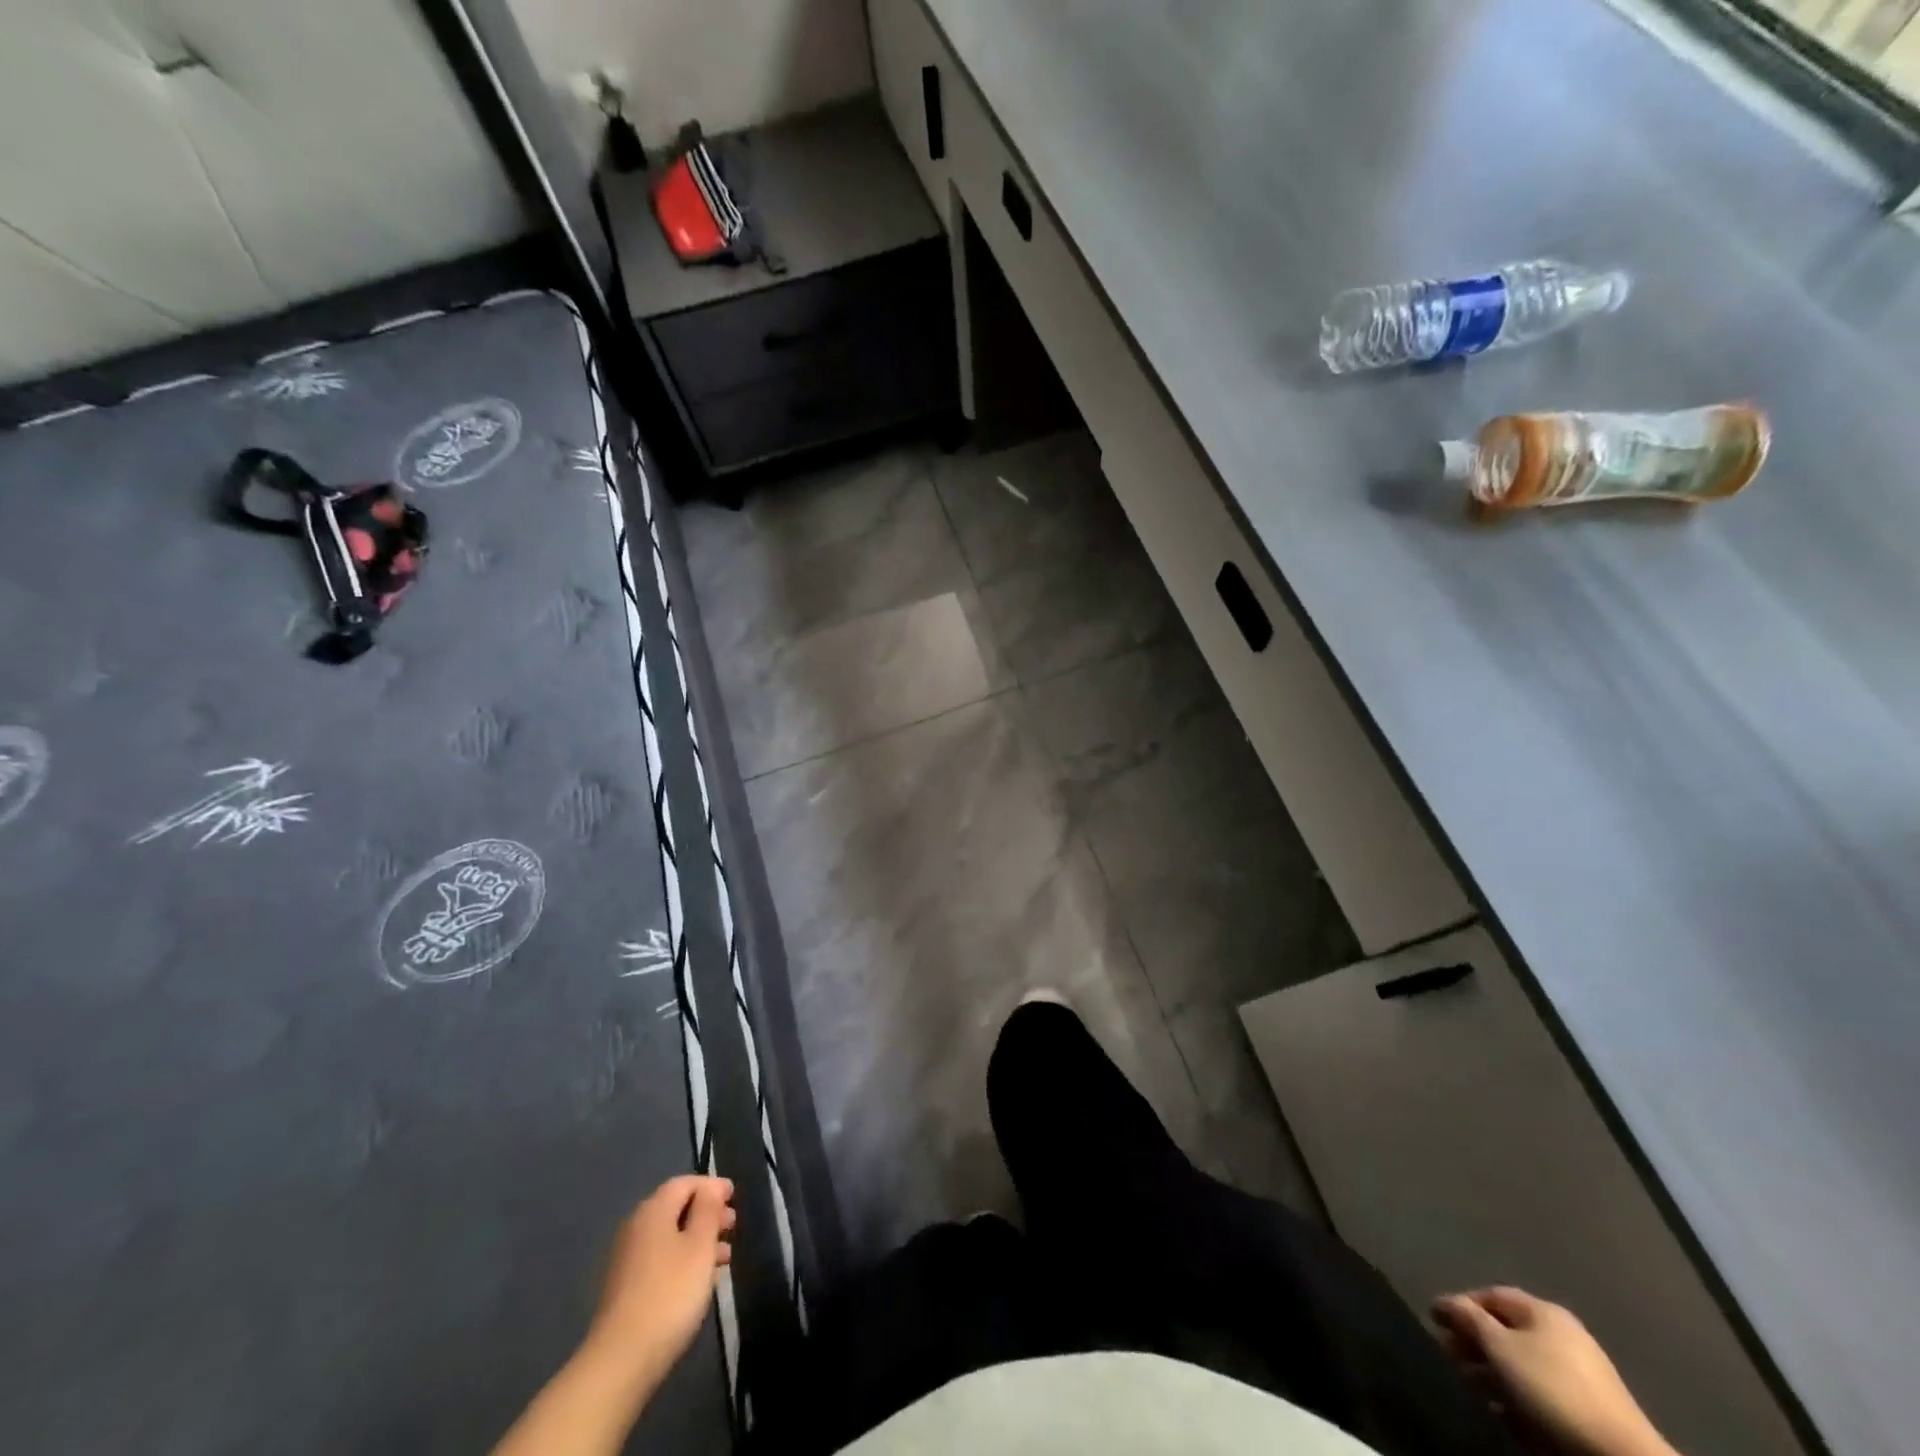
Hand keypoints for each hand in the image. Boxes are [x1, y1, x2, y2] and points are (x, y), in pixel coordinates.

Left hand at [588, 1175, 736, 1383]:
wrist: (621, 1361)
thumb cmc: (670, 1293)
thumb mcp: (700, 1246)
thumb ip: (708, 1210)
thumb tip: (710, 1187)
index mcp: (653, 1211)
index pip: (685, 1183)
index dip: (712, 1186)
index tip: (735, 1197)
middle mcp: (636, 1229)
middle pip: (676, 1208)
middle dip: (707, 1213)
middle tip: (733, 1226)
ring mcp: (628, 1261)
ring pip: (670, 1237)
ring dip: (699, 1240)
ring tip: (725, 1257)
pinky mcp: (626, 1290)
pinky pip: (662, 1261)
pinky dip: (684, 1261)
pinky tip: (700, 1282)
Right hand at [1433, 1287, 1675, 1455]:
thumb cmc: (1552, 1388)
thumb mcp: (1499, 1347)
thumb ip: (1467, 1318)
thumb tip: (1445, 1303)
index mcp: (1543, 1309)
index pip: (1489, 1295)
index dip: (1459, 1305)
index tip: (1435, 1323)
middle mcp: (1562, 1332)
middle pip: (1506, 1330)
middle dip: (1475, 1343)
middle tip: (1451, 1359)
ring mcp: (1580, 1371)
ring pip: (1523, 1364)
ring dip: (1494, 1374)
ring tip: (1475, 1391)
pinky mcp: (1589, 1407)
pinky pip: (1542, 1391)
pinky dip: (1520, 1398)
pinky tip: (1507, 1415)